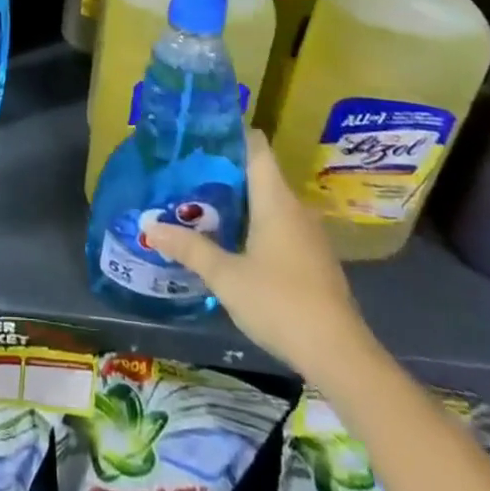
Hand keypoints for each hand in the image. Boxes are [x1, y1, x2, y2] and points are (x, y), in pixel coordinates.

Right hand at [147, 130, 370, 374]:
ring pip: (269, 202)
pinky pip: (279, 225)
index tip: (199, 135)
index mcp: (275, 199)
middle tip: (186, 172)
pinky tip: (232, 241)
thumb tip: (149, 227)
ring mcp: (308, 235)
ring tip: (201, 203)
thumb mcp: (226, 276)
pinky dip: (255, 224)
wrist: (340, 355)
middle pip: (259, 174)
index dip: (229, 134)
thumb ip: (189, 248)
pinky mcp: (313, 259)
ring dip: (239, 201)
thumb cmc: (280, 302)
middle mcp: (294, 208)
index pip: (255, 146)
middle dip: (224, 171)